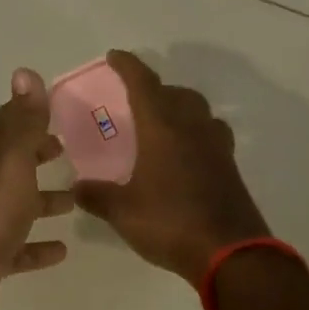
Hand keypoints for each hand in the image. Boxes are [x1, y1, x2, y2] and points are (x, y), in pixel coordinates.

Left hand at [0, 69, 74, 309]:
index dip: (30, 115)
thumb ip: (23, 121)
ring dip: (43, 201)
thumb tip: (24, 72)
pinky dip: (39, 246)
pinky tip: (62, 250)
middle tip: (68, 150)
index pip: (8, 125)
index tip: (58, 110)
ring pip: (19, 205)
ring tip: (74, 200)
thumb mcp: (12, 159)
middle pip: (14, 164)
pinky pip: (21, 248)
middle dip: (38, 154)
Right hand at [73, 50, 270, 281]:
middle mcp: (192, 128)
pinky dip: (195, 133)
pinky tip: (184, 155)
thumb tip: (77, 187)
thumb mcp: (123, 212)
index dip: (128, 66)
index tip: (115, 56)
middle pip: (177, 93)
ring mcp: (216, 147)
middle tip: (136, 99)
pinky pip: (211, 135)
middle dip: (156, 89)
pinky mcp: (230, 167)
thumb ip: (97, 196)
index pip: (144, 84)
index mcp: (163, 129)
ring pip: (199, 112)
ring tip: (162, 124)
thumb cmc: (170, 223)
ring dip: (180, 108)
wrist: (230, 254)